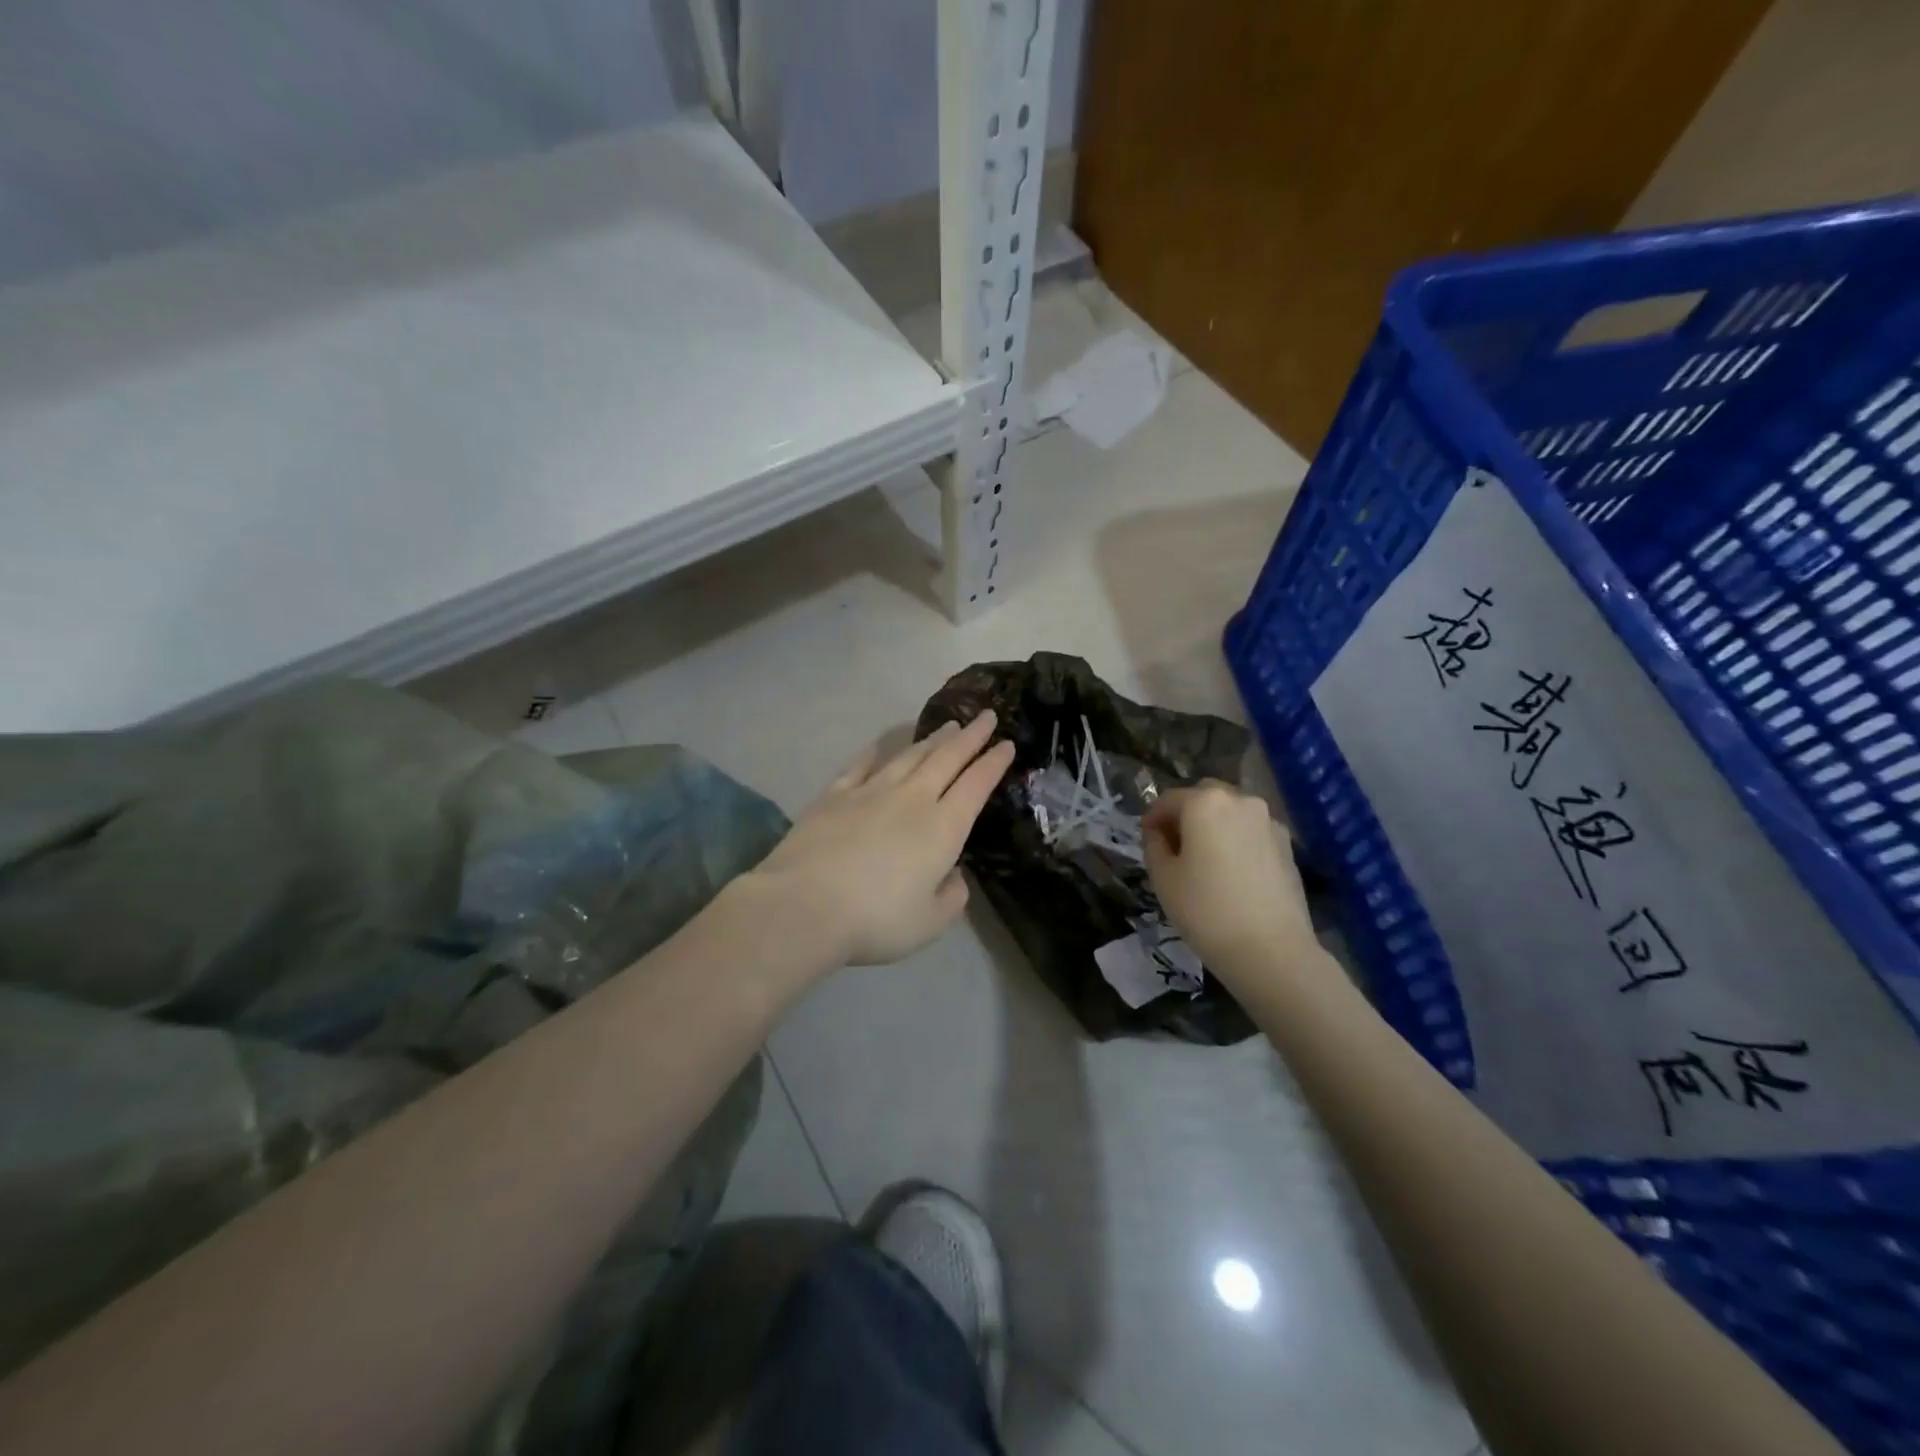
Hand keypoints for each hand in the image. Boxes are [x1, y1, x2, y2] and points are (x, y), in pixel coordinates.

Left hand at [752, 712, 1015, 965]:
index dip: (993, 763)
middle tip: (987, 716)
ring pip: (909, 756)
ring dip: (933, 739)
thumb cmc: (876, 920)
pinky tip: (883, 744)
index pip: (976, 785)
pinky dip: (877, 751)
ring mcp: (871, 791)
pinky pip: (862, 765)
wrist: (804, 905)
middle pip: (947, 759)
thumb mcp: (930, 923)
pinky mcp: (835, 795)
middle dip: (971, 737)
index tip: (1007, 743)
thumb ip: (952, 897)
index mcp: (942, 828)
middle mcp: (911, 799)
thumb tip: (953, 875)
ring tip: (948, 726)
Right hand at [1142, 781, 1320, 982]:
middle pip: (1204, 797)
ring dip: (1213, 826)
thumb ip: (1154, 844)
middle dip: (1185, 815)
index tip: (1145, 838)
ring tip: (1204, 861)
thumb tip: (1159, 832)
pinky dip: (1236, 841)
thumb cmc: (1206, 910)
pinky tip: (1231, 873)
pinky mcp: (1287, 845)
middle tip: (1174, 847)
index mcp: (1205, 802)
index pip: (1168, 800)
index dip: (1152, 818)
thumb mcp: (1163, 877)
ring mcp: (1269, 822)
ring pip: (1230, 813)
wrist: (1271, 951)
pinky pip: (1251, 832)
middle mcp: (1240, 800)